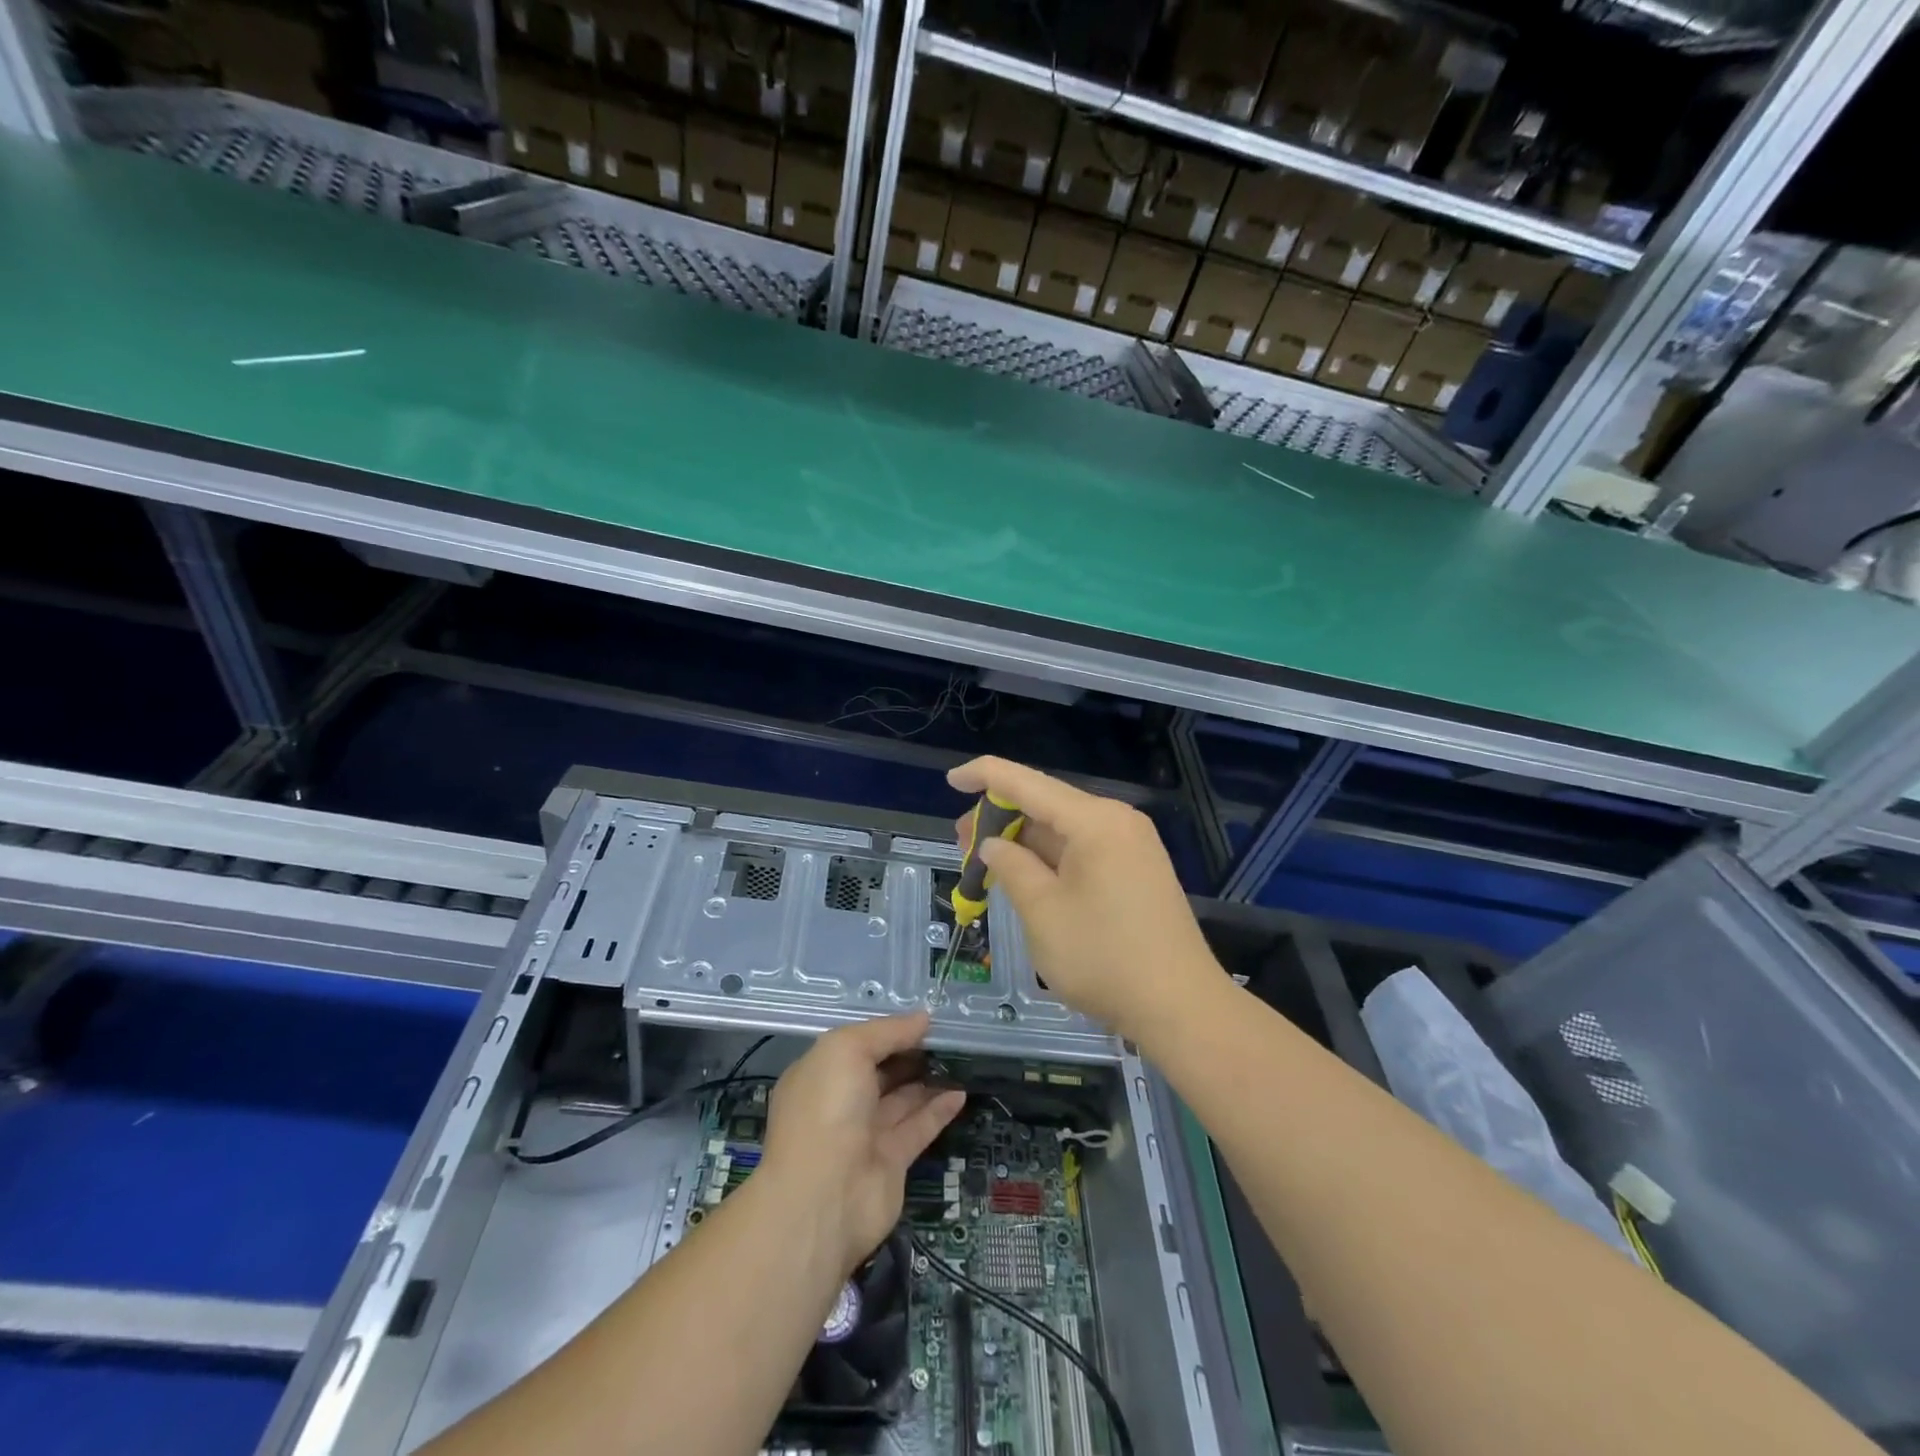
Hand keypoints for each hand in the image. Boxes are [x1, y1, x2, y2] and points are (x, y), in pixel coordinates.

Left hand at [759, 1013, 965, 1276]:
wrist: (824, 1198)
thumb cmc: (827, 1108)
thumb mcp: (848, 1049)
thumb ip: (887, 1031)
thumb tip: (923, 1018)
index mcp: (819, 1074)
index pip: (856, 1045)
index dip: (887, 1032)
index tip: (922, 1020)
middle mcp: (839, 1103)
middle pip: (879, 1072)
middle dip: (909, 1054)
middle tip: (946, 1037)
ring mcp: (864, 1135)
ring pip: (901, 1099)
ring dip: (928, 1080)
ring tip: (960, 1059)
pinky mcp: (891, 1162)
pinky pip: (918, 1128)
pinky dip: (939, 1110)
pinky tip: (961, 1093)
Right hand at [950, 757, 1225, 1043]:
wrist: (1181, 1006)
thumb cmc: (1104, 957)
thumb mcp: (1043, 912)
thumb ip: (1012, 867)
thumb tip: (994, 844)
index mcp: (1095, 821)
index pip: (1028, 783)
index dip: (986, 776)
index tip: (952, 779)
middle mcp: (1117, 821)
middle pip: (1046, 804)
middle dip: (1001, 819)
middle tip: (962, 844)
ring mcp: (1131, 846)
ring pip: (1063, 830)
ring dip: (1023, 842)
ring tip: (985, 863)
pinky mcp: (1137, 870)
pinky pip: (1083, 850)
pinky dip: (1049, 859)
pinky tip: (1025, 876)